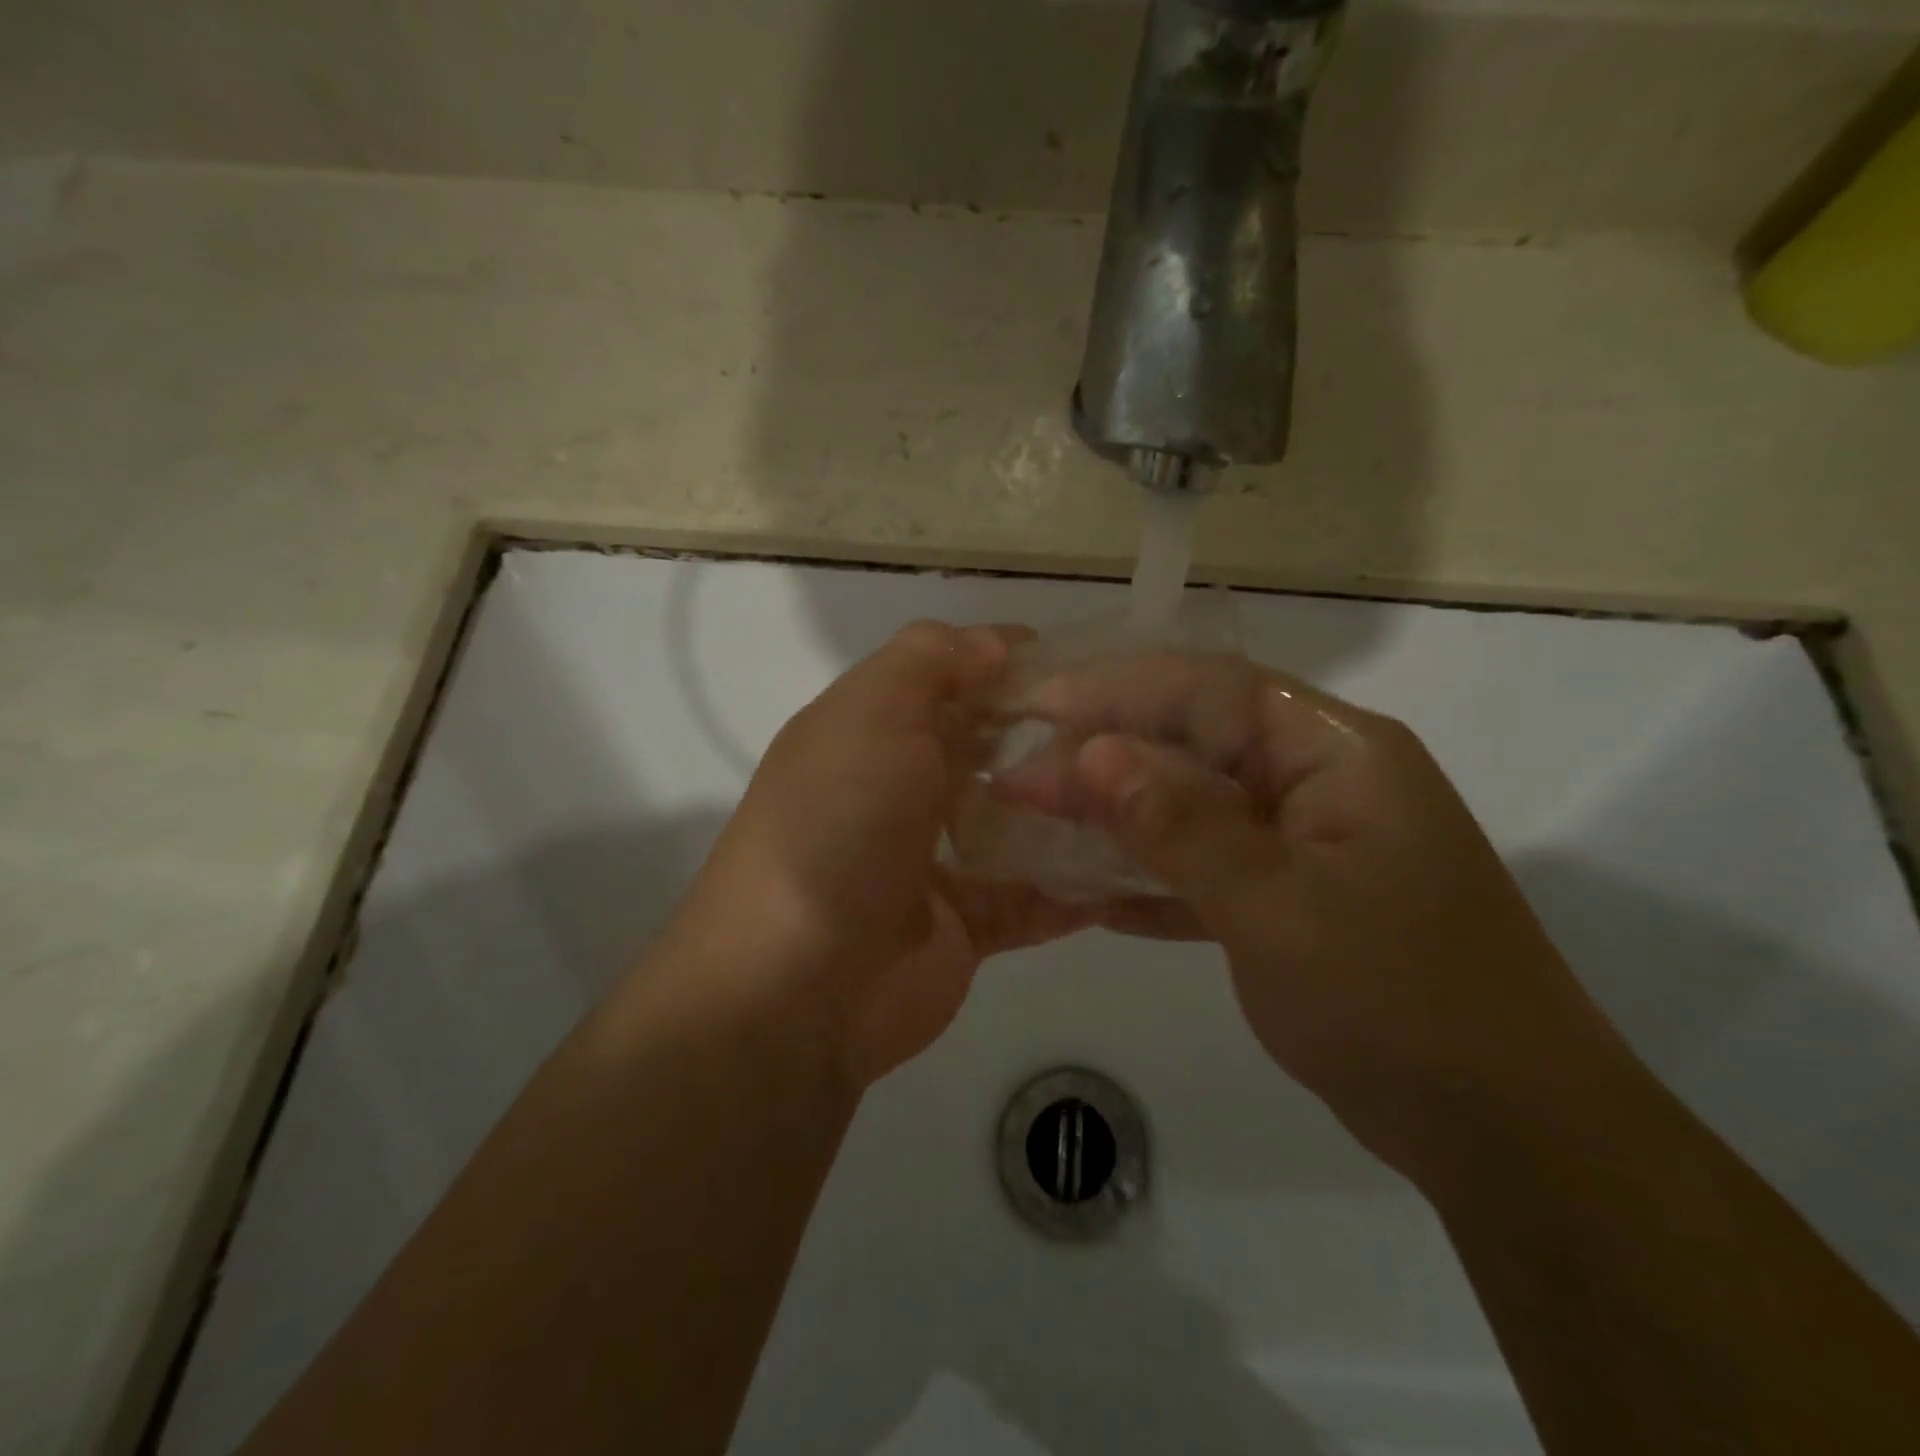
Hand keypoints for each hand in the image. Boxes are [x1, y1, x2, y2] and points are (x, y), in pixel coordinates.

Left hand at [667, 622, 1095, 1090]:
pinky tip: (1138, 868)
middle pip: (987, 749)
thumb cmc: (837, 825)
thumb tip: (993, 643)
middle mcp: (901, 791)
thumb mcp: (871, 713)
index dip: (1005, 663)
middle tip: (1128, 727)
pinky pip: (1033, 897)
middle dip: (1049, 736)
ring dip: (1071, 810)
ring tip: (1147, 790)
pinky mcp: (967, 925)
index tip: (1078, 661)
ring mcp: (935, 861)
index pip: (947, 678)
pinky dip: (1077, 887)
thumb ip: (930, 661)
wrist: (798, 986)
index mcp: (870, 733)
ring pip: (1017, 823)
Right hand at [1006, 654, 1635, 1181]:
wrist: (1509, 1136)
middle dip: (1105, 759)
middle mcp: (1320, 782)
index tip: (1038, 708)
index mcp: (1336, 754)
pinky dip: (1153, 875)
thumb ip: (1181, 825)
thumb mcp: (1276, 907)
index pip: (1210, 691)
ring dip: (1120, 817)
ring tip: (1039, 824)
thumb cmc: (1400, 1004)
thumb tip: (1093, 754)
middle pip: (1195, 745)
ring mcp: (1307, 844)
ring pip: (1194, 807)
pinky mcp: (1294, 899)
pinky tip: (1093, 892)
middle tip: (1019, 782)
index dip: (1118, 691)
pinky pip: (1208, 867)